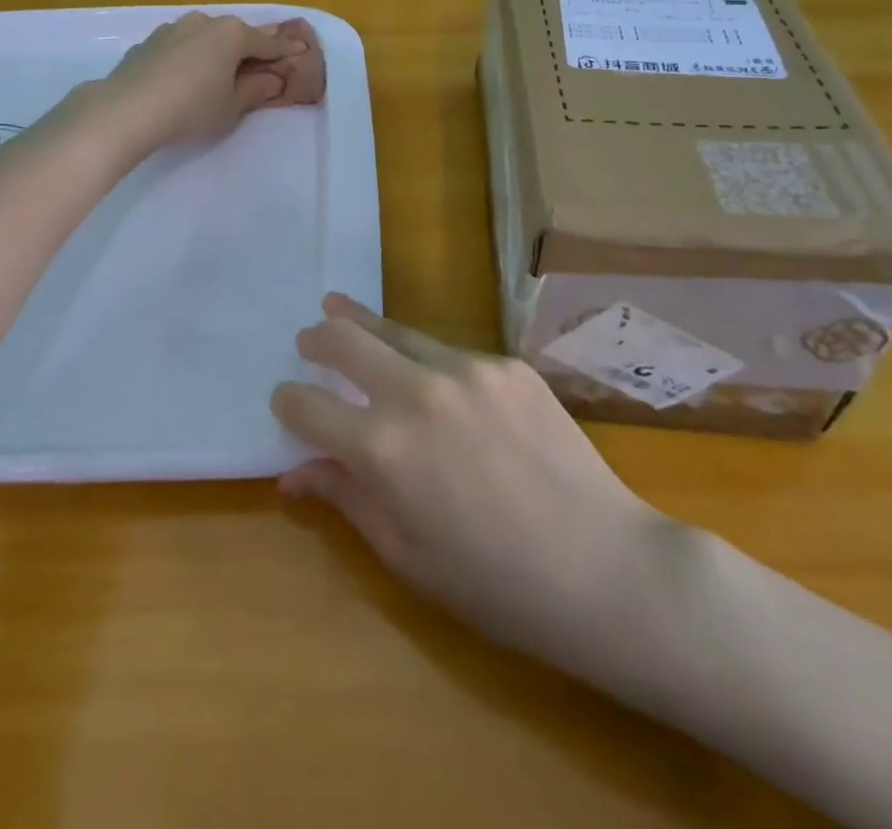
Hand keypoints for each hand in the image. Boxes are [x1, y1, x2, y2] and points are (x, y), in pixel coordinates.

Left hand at [99, 12, 319, 156]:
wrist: (126, 110)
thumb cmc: (190, 110)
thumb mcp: (230, 108)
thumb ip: (253, 91)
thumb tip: (270, 79)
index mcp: (231, 35)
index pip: (267, 43)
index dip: (285, 50)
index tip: (301, 51)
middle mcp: (203, 22)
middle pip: (235, 35)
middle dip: (250, 47)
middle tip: (264, 60)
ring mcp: (172, 29)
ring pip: (205, 37)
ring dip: (217, 50)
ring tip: (222, 70)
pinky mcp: (148, 43)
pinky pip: (181, 47)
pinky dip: (191, 57)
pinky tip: (187, 76)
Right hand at [271, 296, 666, 674]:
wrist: (606, 571)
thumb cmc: (494, 584)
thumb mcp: (405, 554)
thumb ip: (344, 499)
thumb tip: (290, 474)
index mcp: (380, 448)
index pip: (306, 404)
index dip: (287, 400)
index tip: (286, 399)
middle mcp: (415, 392)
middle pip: (344, 339)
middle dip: (316, 337)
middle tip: (308, 337)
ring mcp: (466, 370)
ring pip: (396, 331)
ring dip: (363, 324)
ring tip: (341, 308)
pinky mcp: (507, 365)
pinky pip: (451, 354)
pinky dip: (428, 361)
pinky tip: (436, 380)